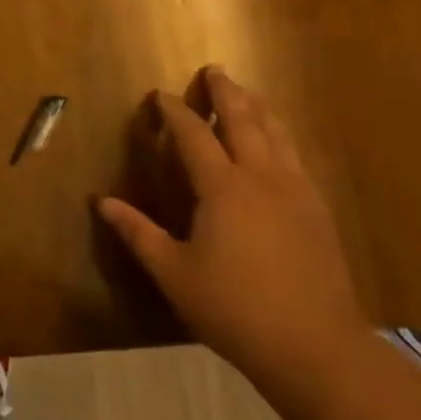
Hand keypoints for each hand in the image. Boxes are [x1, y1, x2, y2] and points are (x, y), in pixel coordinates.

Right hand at [99, 67, 370, 390]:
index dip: (174, 111)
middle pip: (244, 120)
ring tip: (247, 92)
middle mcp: (261, 178)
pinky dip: (281, 136)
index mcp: (223, 188)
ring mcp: (296, 192)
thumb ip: (138, 232)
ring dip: (258, 107)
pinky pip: (296, 157)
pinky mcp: (318, 211)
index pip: (193, 134)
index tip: (160, 95)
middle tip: (215, 70)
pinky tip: (278, 143)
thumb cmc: (234, 308)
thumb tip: (102, 202)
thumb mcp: (173, 272)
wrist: (317, 349)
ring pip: (277, 134)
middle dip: (226, 92)